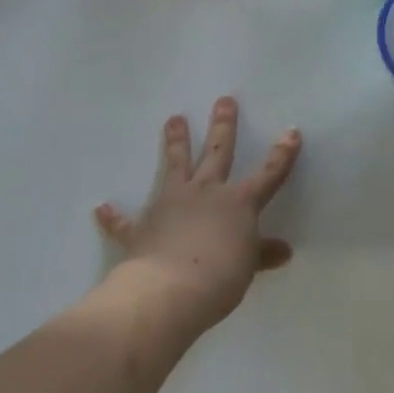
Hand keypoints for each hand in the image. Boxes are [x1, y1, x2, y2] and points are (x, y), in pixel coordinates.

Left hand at [94, 98, 299, 332]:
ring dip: (175, 142)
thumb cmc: (220, 278)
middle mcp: (206, 193)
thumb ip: (262, 254)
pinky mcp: (142, 226)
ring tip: (174, 118)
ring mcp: (172, 204)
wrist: (169, 291)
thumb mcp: (248, 267)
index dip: (282, 154)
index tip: (291, 131)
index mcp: (239, 203)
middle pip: (217, 153)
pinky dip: (114, 216)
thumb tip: (284, 252)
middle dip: (223, 126)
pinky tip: (102, 208)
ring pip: (175, 165)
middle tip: (224, 100)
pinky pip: (125, 221)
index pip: (268, 174)